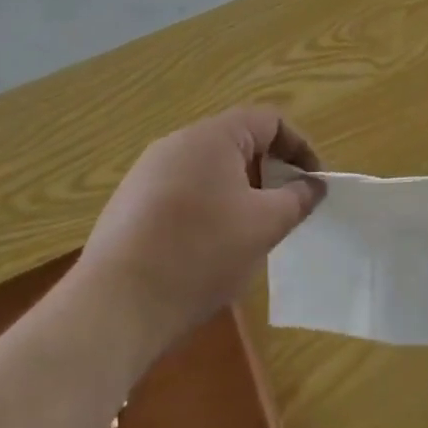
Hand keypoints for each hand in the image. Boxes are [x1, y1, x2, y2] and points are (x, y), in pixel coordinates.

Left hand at [79, 107, 323, 354]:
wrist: (113, 307)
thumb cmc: (200, 254)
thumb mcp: (264, 226)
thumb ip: (297, 199)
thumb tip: (314, 185)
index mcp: (213, 136)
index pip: (269, 120)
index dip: (300, 147)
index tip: (314, 183)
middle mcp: (178, 142)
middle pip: (238, 141)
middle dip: (269, 170)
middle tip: (286, 207)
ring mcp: (147, 172)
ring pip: (209, 168)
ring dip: (238, 190)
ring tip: (250, 230)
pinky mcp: (129, 203)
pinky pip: (181, 190)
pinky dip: (207, 207)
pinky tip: (207, 248)